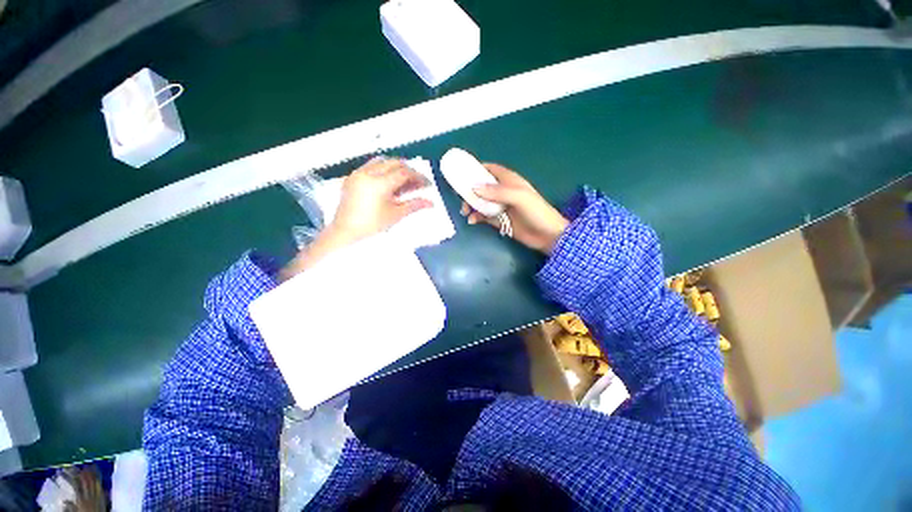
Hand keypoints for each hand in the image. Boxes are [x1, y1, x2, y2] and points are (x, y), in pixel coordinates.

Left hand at [281, 158, 431, 279]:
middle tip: (418, 183)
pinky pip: (371, 165)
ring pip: (382, 161)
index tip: (426, 184)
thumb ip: (414, 205)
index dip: (418, 177)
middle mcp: (368, 174)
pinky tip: (389, 182)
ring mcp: (358, 174)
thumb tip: (430, 203)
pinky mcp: (352, 177)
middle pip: (395, 163)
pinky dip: (384, 169)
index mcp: (379, 183)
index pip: (404, 173)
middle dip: (409, 171)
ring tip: (405, 181)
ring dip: (396, 167)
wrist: (345, 232)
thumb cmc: (370, 226)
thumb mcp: (395, 215)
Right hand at [460, 163, 568, 253]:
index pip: (490, 170)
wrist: (547, 236)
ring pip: (481, 202)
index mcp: (509, 181)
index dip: (476, 169)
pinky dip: (476, 217)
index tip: (462, 174)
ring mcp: (500, 206)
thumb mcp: (519, 198)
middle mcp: (503, 192)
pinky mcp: (499, 220)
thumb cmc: (536, 212)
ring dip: (472, 205)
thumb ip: (497, 192)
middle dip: (470, 191)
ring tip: (465, 212)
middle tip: (461, 198)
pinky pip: (484, 216)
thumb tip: (474, 188)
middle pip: (482, 186)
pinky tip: (472, 221)